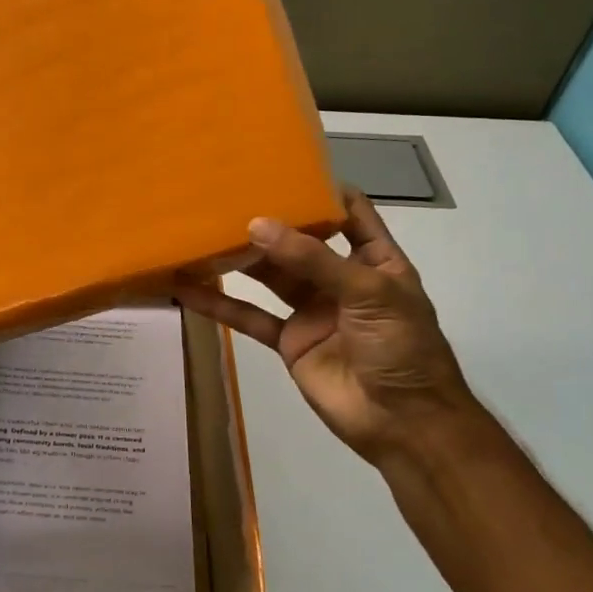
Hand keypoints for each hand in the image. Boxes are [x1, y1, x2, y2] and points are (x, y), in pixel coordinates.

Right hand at [174, 186, 470, 461]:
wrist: (404, 424)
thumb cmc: (402, 348)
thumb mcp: (369, 293)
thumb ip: (313, 259)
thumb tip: (258, 224)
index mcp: (374, 260)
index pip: (349, 214)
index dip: (321, 191)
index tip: (281, 167)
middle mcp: (340, 279)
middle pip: (299, 242)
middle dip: (267, 222)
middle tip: (224, 198)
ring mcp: (312, 310)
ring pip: (269, 276)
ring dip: (238, 259)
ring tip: (199, 234)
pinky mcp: (288, 341)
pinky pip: (250, 317)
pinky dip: (220, 305)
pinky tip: (188, 289)